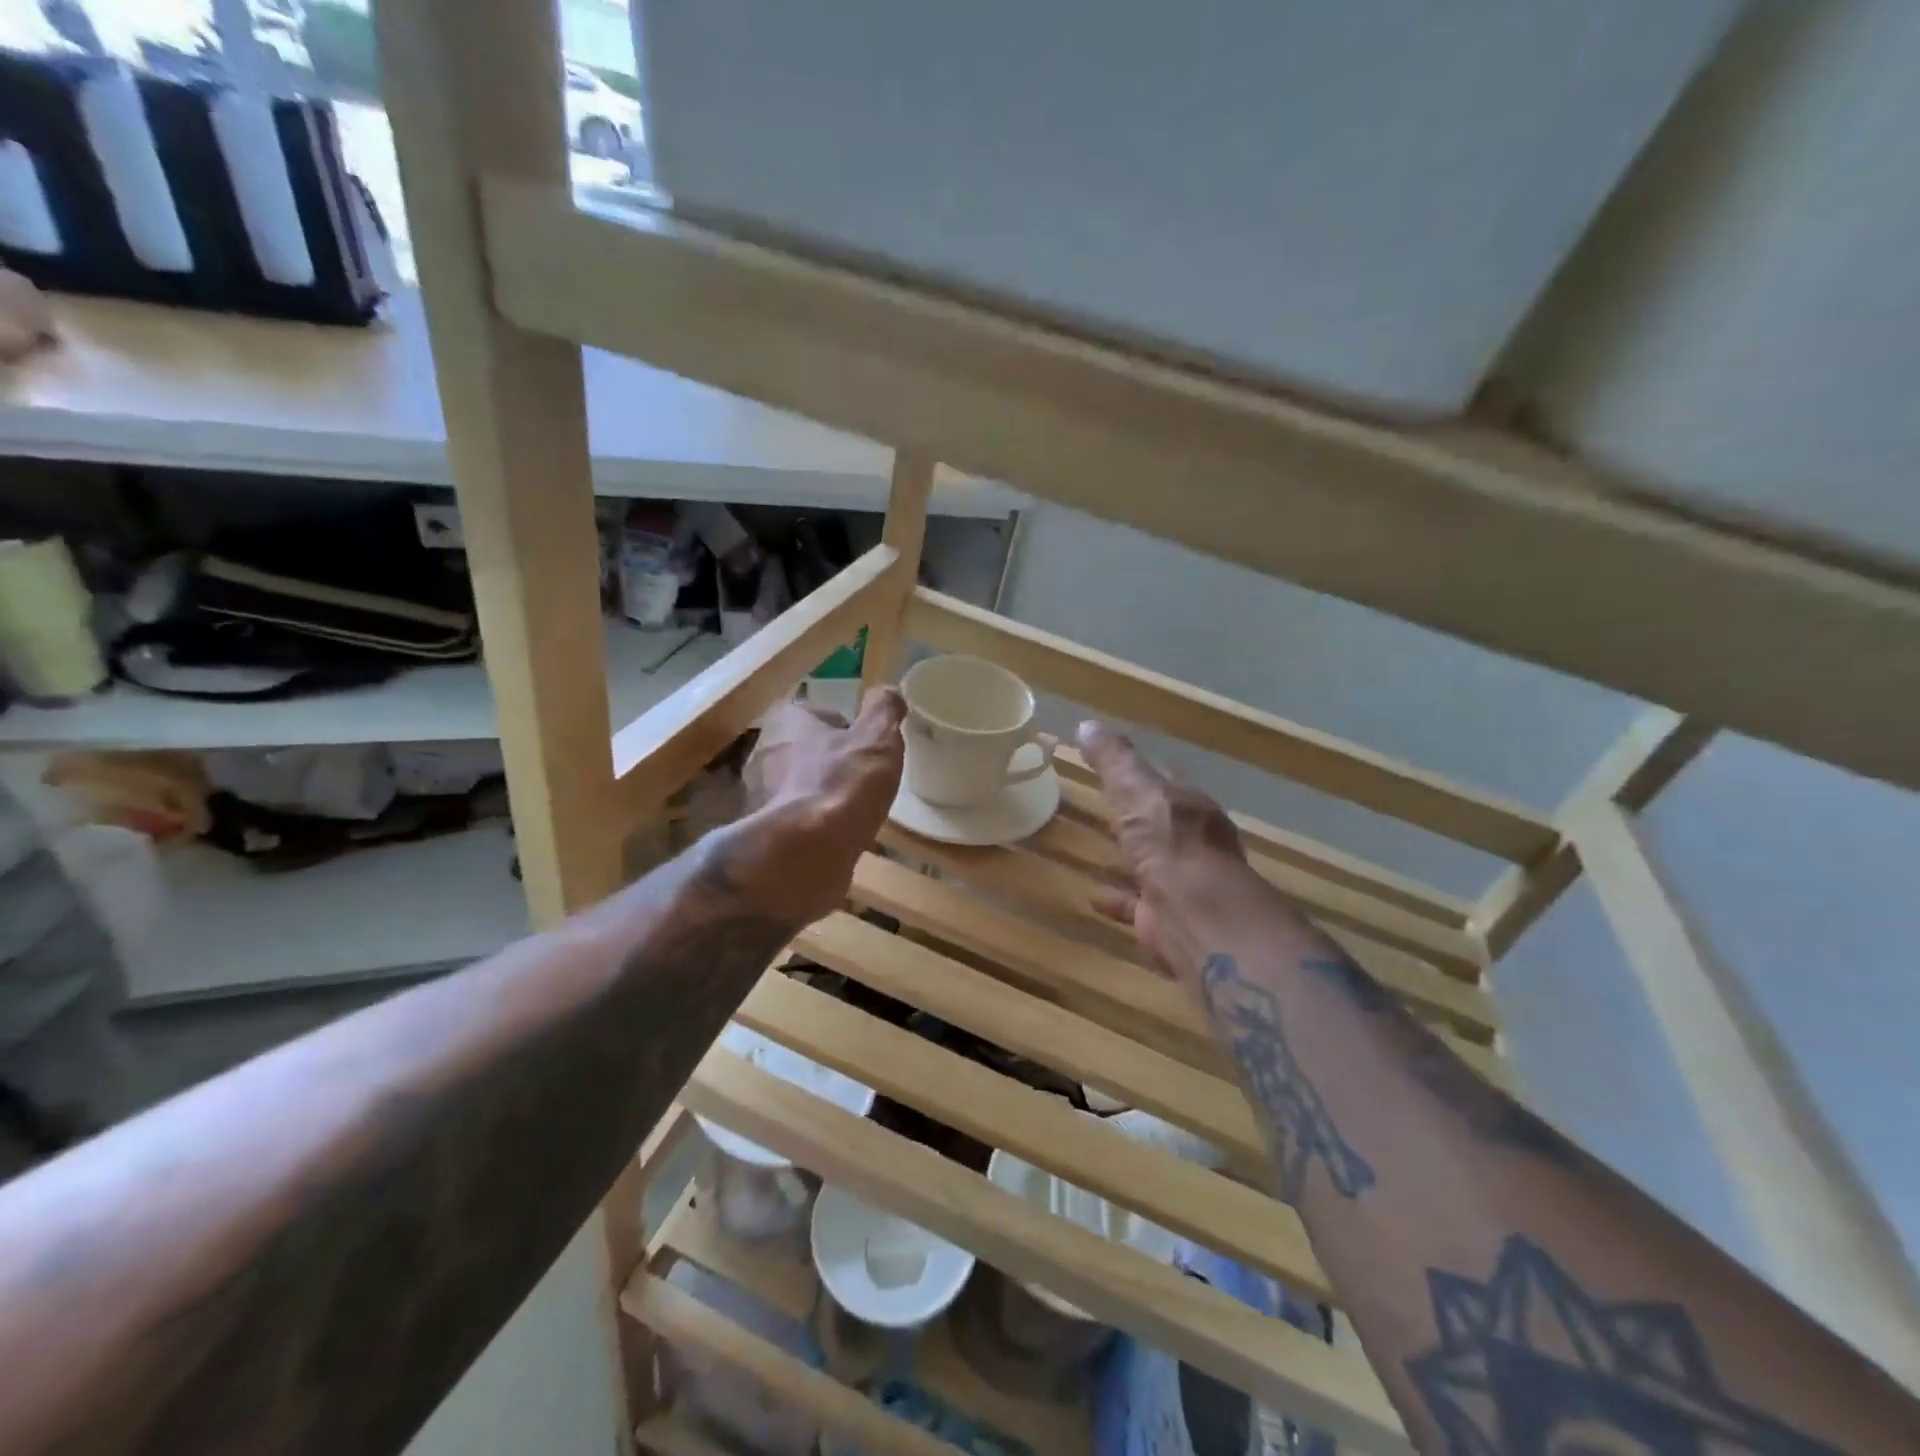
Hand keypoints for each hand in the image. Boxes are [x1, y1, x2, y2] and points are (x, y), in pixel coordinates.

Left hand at [733, 689, 905, 924]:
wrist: (807, 852)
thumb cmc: (843, 783)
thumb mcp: (878, 737)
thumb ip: (884, 709)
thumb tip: (887, 692)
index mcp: (784, 720)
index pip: (818, 713)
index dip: (847, 728)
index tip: (868, 747)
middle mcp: (763, 752)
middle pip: (807, 749)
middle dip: (833, 762)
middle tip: (865, 778)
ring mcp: (759, 795)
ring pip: (801, 786)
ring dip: (824, 794)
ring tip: (856, 810)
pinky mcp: (764, 833)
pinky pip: (797, 820)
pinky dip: (815, 826)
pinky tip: (840, 836)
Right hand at [1077, 720, 1267, 985]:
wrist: (1195, 914)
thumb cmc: (1169, 842)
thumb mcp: (1136, 790)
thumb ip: (1114, 760)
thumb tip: (1087, 724)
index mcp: (1189, 805)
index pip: (1163, 779)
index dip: (1138, 770)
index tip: (1111, 764)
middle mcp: (1191, 841)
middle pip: (1159, 821)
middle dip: (1136, 815)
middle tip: (1104, 807)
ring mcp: (1180, 881)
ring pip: (1151, 862)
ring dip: (1129, 856)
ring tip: (1096, 848)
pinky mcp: (1165, 916)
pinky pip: (1135, 903)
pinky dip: (1117, 898)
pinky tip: (1093, 896)